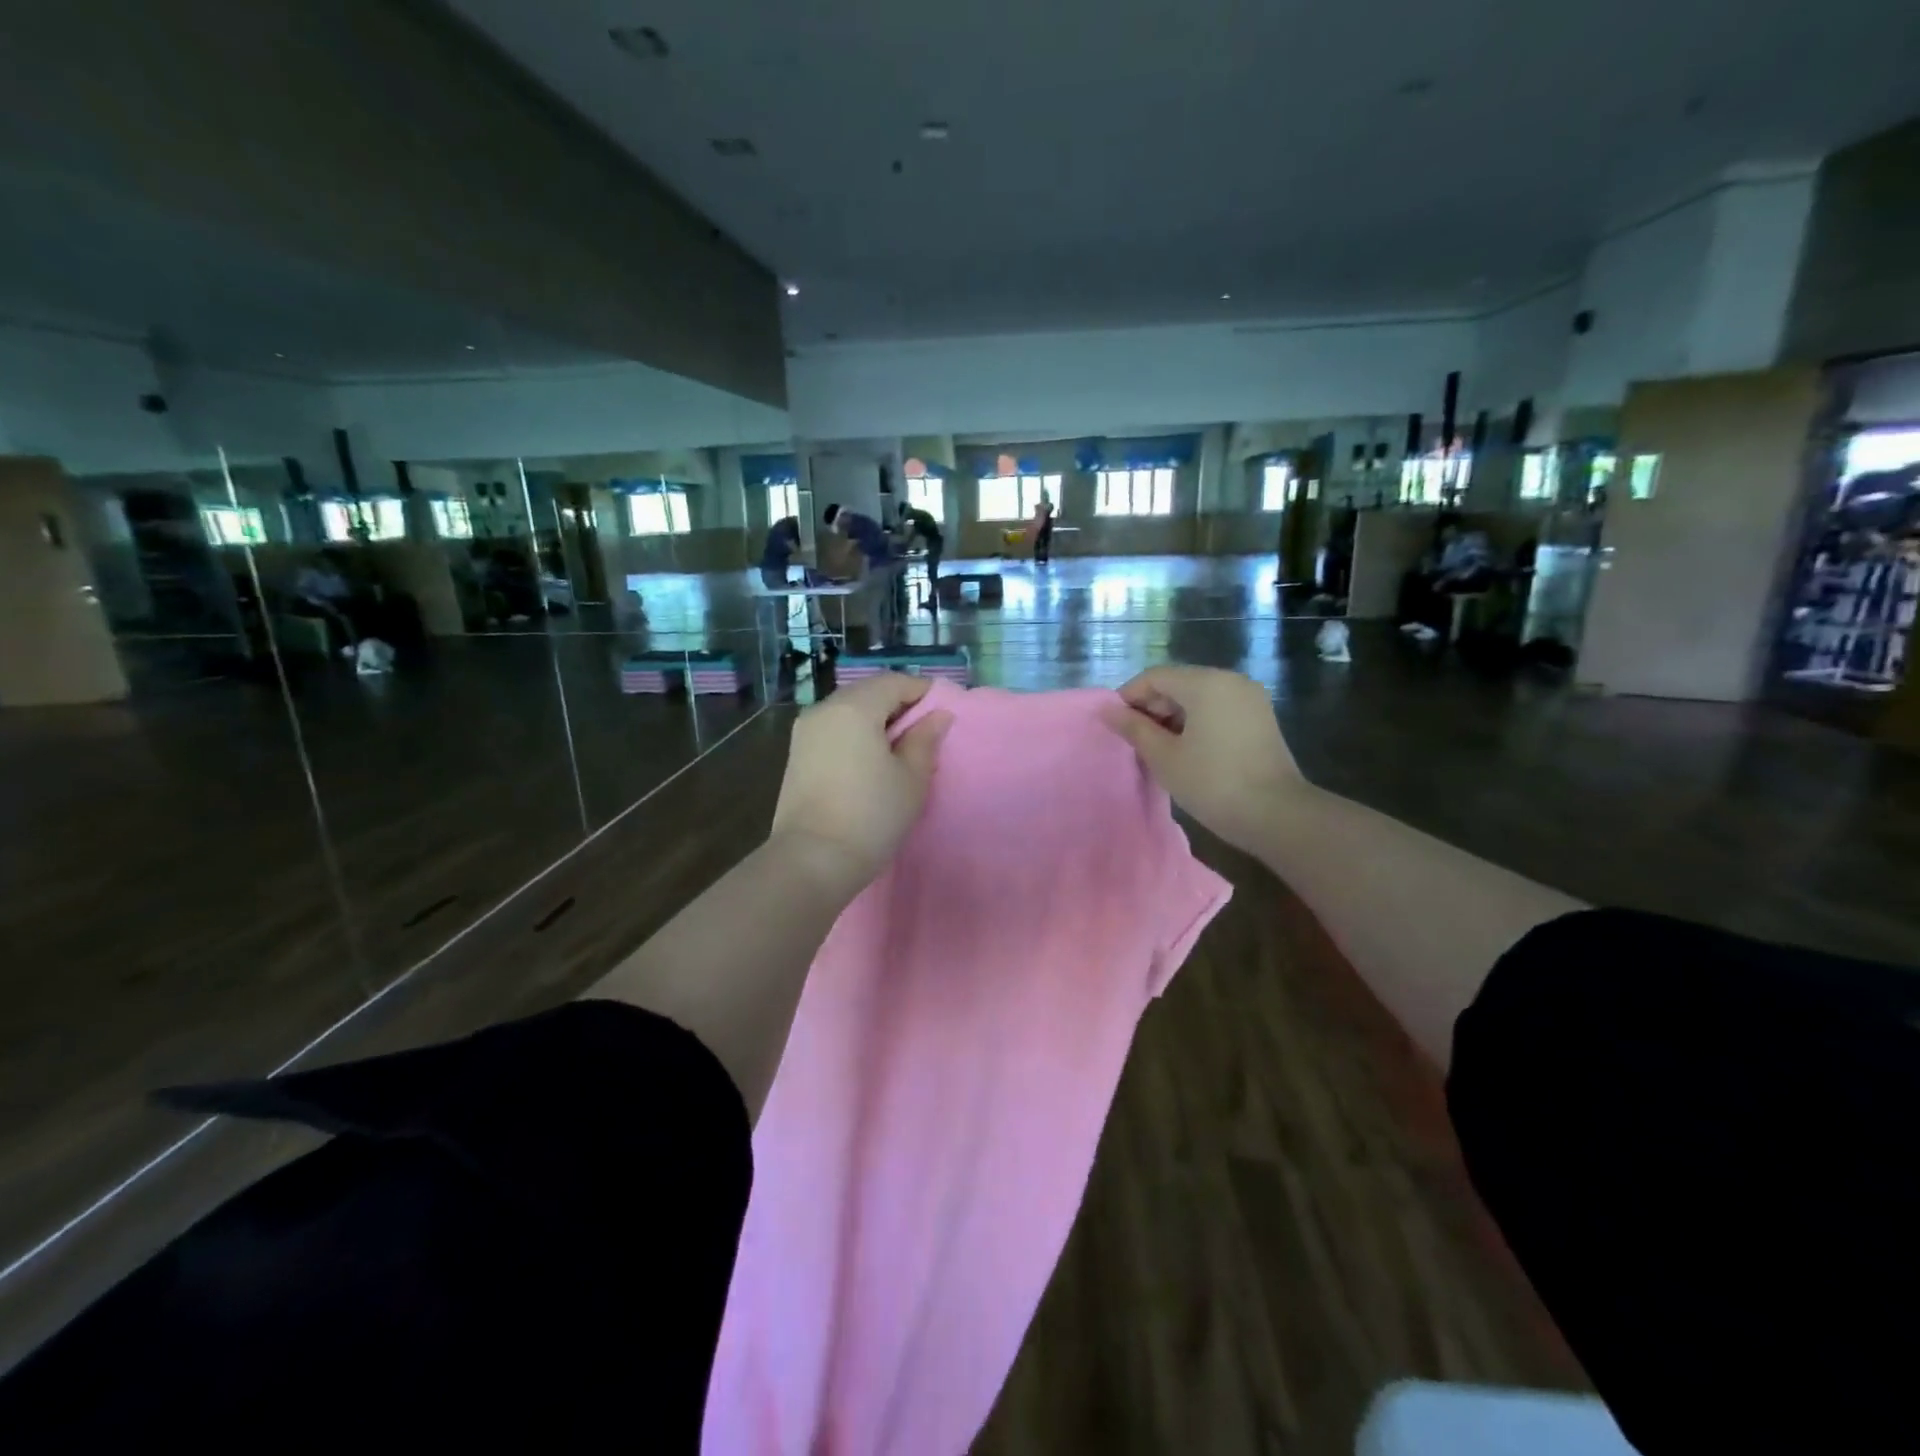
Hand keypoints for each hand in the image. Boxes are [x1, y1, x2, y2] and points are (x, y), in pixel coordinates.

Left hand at [770, 674, 953, 889]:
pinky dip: (856, 734)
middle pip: (868, 692)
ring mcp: (805, 732)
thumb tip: (938, 716)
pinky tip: (872, 760)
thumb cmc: (871, 815)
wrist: (812, 860)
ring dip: (877, 720)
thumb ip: (925, 740)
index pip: (894, 682)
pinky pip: (834, 729)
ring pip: (849, 710)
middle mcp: (824, 709)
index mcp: (854, 707)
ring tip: (901, 749)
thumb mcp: (911, 778)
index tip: (944, 713)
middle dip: (899, 705)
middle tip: (925, 732)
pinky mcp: (797, 754)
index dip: (923, 692)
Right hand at [1102, 665, 1303, 853]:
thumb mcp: (1164, 757)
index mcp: (1206, 683)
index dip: (1129, 697)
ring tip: (1159, 748)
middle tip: (1135, 740)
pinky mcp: (1260, 718)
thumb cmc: (1213, 783)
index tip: (1115, 725)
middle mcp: (1230, 680)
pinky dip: (1197, 721)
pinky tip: (1187, 750)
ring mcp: (1250, 698)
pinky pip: (1218, 708)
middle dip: (1152, 707)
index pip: (1155, 677)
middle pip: (1178, 683)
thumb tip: (1108, 711)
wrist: (1276, 815)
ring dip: (1173, 716)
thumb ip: (1134, 728)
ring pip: (1198, 696)